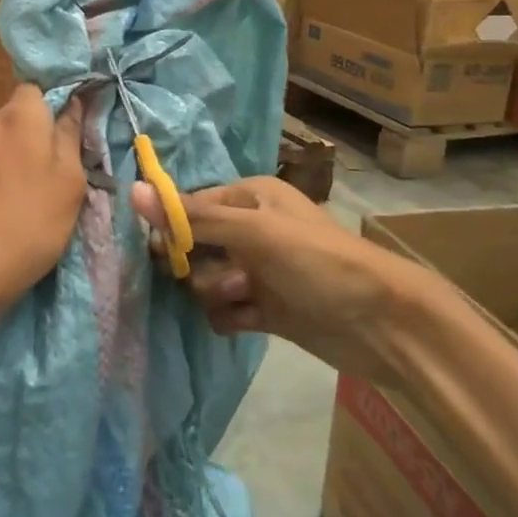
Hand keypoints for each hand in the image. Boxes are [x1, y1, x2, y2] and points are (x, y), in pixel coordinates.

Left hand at [0, 85, 87, 317]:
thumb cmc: (31, 222)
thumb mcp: (70, 182)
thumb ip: (71, 135)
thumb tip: (73, 102)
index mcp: (20, 116)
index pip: (35, 90)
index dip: (50, 109)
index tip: (61, 139)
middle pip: (12, 118)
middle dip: (27, 137)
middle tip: (43, 176)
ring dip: (2, 159)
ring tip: (12, 199)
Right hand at [132, 176, 404, 377]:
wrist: (383, 325)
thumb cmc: (318, 262)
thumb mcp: (255, 233)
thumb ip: (194, 218)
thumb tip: (133, 191)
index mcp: (250, 197)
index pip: (191, 206)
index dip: (174, 229)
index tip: (165, 253)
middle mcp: (251, 228)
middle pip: (195, 245)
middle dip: (200, 265)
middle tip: (225, 276)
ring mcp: (258, 270)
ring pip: (207, 279)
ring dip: (217, 292)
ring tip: (246, 297)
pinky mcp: (265, 307)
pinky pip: (224, 309)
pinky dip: (229, 316)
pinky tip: (247, 320)